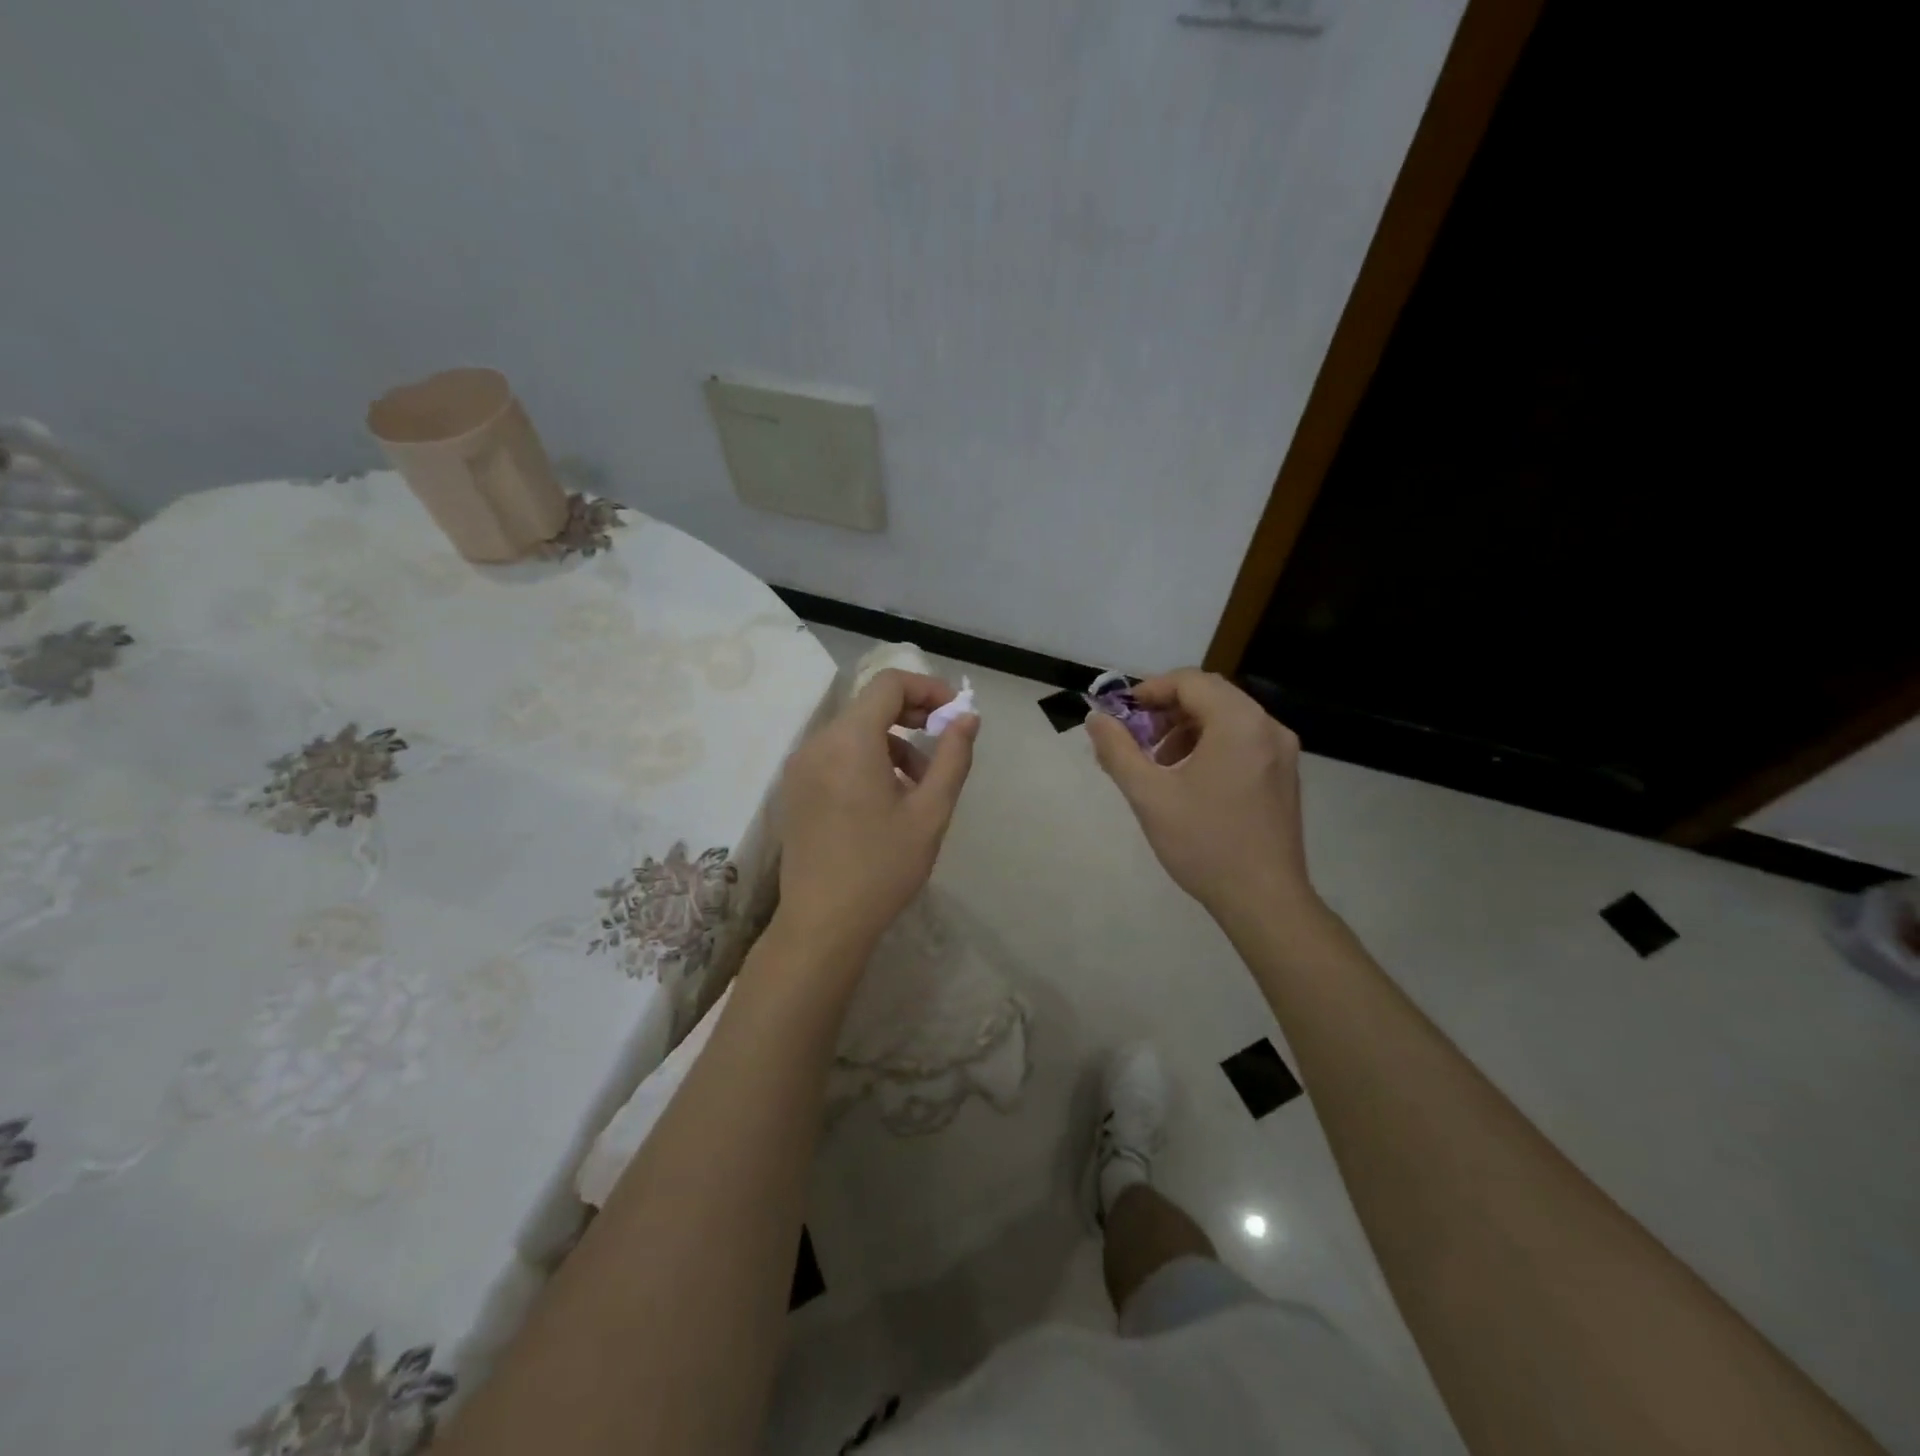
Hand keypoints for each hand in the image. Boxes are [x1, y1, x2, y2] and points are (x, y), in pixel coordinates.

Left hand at [776, 669, 978, 966]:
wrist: (822, 923)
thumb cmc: (883, 867)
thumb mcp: (930, 812)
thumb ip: (952, 757)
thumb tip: (967, 718)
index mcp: (850, 741)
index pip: (889, 684)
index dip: (927, 688)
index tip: (954, 714)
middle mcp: (818, 743)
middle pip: (869, 705)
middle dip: (912, 714)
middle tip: (944, 741)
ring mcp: (801, 766)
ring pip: (853, 731)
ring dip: (892, 741)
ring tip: (920, 783)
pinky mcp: (795, 788)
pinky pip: (836, 754)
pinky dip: (866, 758)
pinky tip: (887, 798)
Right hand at [1086, 669, 1312, 919]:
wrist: (1264, 900)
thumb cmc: (1204, 843)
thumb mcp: (1149, 795)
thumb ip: (1118, 751)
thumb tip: (1096, 720)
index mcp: (1239, 723)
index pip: (1189, 681)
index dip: (1149, 691)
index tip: (1121, 715)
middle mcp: (1267, 727)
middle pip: (1210, 696)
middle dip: (1166, 711)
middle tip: (1135, 739)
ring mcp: (1282, 751)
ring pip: (1227, 718)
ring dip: (1187, 729)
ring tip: (1158, 764)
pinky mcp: (1284, 774)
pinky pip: (1243, 740)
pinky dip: (1210, 745)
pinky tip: (1189, 780)